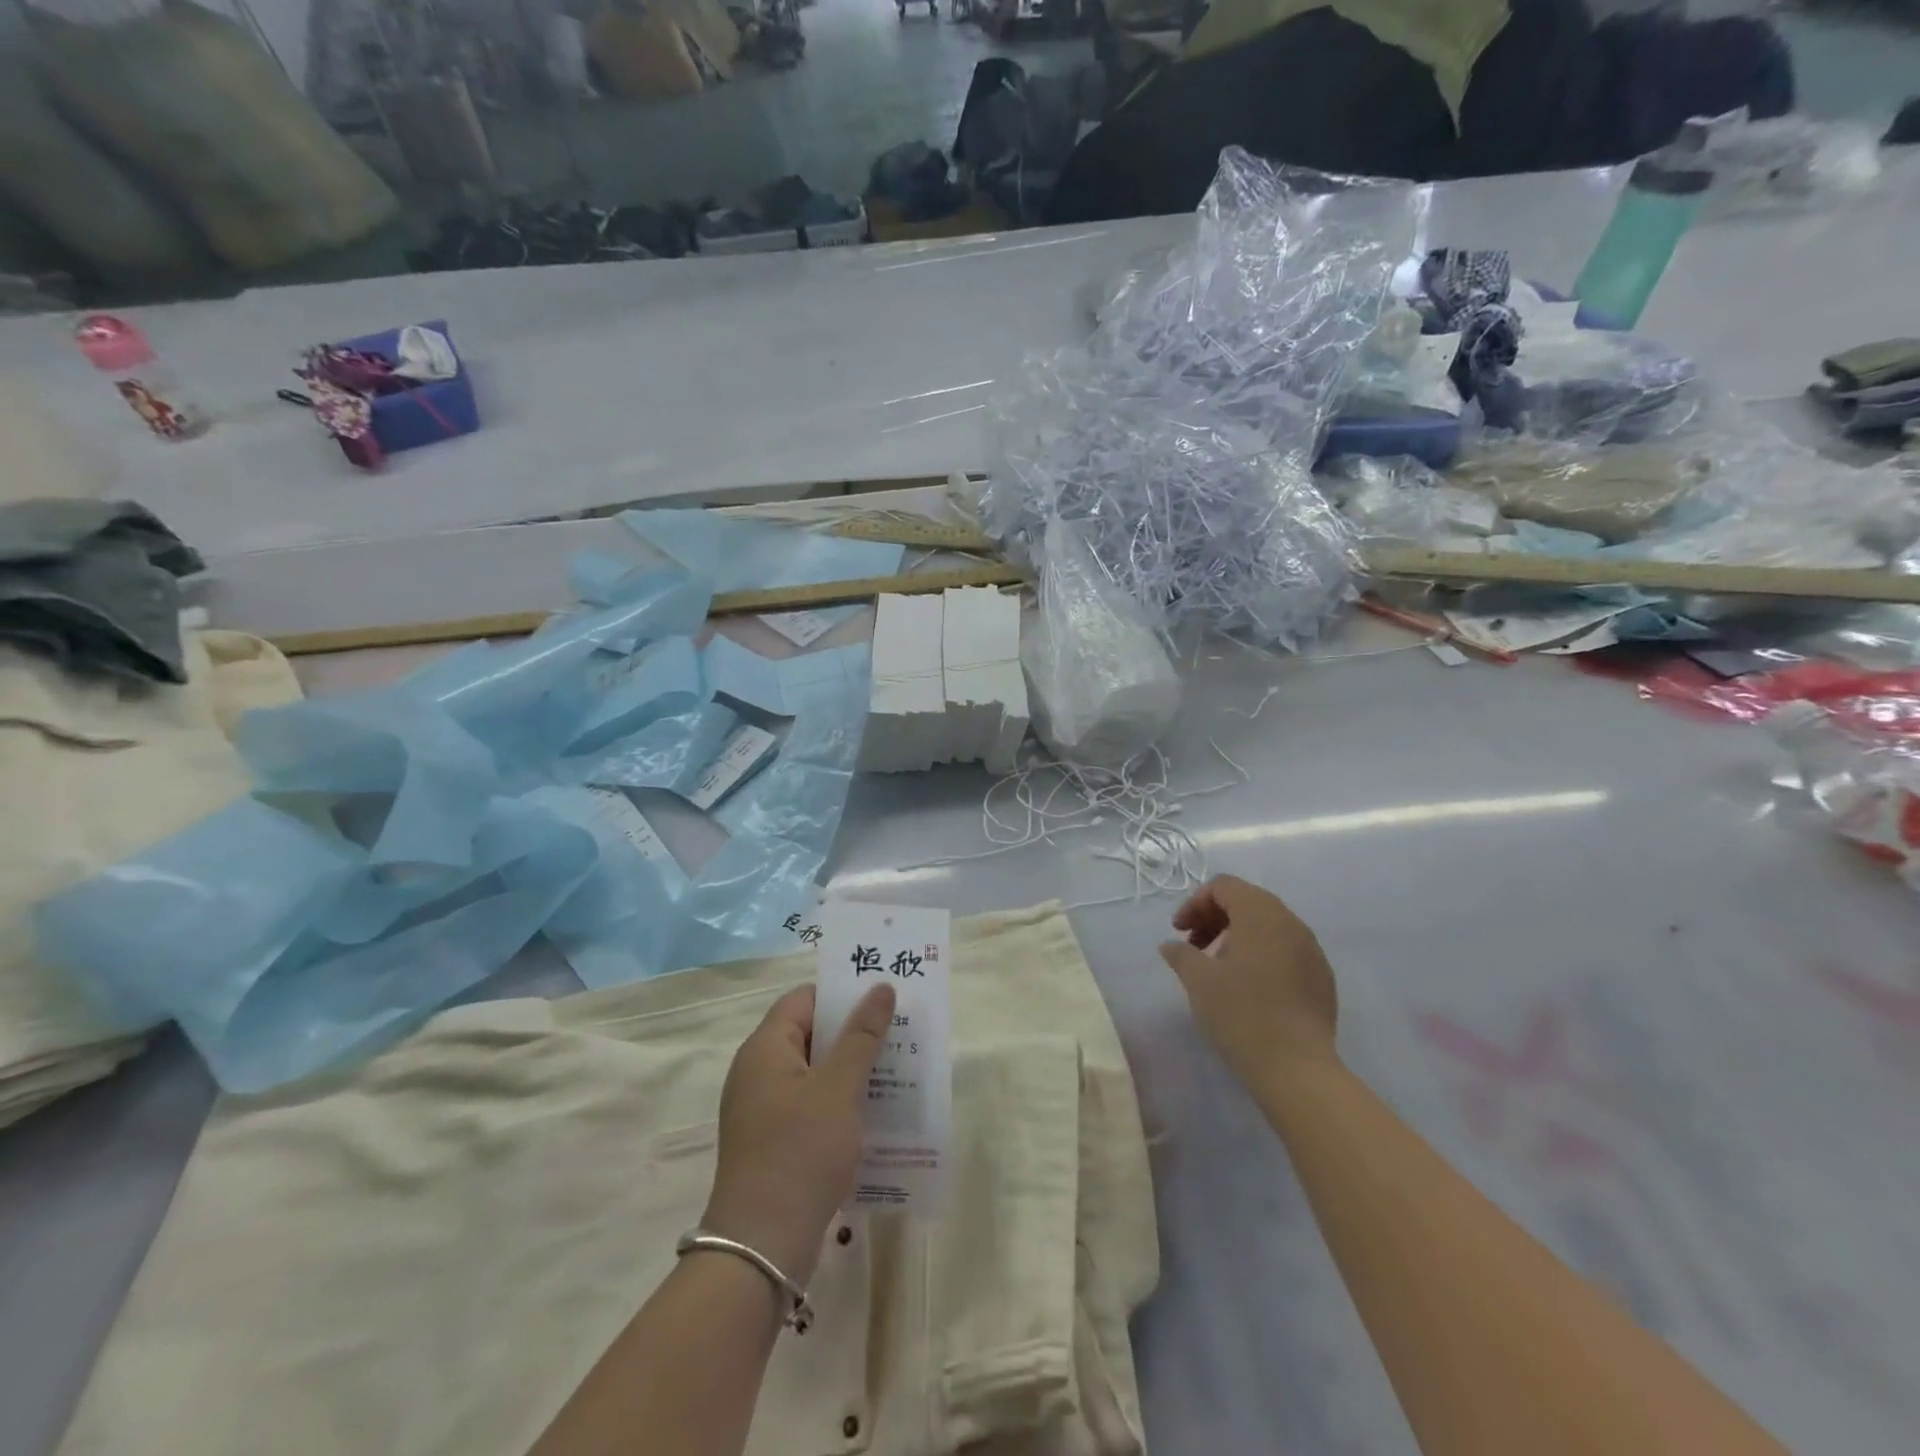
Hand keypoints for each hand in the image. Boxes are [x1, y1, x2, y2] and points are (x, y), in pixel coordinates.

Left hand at [702, 982, 893, 1286]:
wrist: (762, 1247)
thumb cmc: (800, 1152)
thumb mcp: (838, 1088)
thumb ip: (861, 1036)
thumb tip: (881, 988)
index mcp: (766, 1048)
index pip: (804, 999)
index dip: (841, 993)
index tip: (882, 996)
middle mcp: (759, 1071)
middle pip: (810, 1033)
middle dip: (854, 1031)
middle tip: (899, 1030)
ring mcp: (764, 1109)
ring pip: (815, 1071)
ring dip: (852, 1067)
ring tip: (897, 1067)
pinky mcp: (774, 1141)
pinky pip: (811, 1103)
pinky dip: (840, 1100)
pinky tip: (874, 1110)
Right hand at [1160, 875, 1338, 1082]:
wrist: (1297, 1069)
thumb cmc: (1242, 1014)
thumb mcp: (1199, 981)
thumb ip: (1180, 954)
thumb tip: (1171, 945)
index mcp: (1261, 914)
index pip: (1224, 886)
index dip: (1195, 903)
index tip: (1178, 932)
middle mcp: (1291, 923)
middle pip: (1247, 900)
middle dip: (1215, 917)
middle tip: (1193, 946)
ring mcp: (1311, 950)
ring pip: (1268, 925)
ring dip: (1236, 935)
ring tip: (1217, 966)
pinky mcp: (1321, 977)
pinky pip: (1285, 948)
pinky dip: (1260, 953)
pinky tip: (1247, 985)